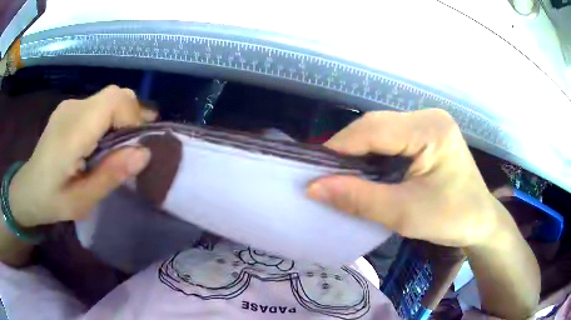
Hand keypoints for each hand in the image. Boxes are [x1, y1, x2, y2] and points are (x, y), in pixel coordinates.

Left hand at [9, 85, 156, 226]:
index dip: (133, 116)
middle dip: (132, 115)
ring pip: (109, 97)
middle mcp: (72, 108)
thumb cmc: (52, 201)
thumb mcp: (82, 201)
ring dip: (121, 117)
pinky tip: (102, 140)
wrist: (27, 190)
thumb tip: (144, 152)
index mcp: (72, 131)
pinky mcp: (68, 109)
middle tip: (134, 146)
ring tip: (120, 146)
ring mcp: (69, 105)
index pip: (114, 100)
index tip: (136, 145)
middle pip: (115, 94)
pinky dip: (109, 117)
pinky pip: (98, 104)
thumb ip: (110, 175)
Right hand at [307, 109, 503, 247]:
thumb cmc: (452, 219)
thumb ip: (359, 199)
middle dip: (348, 149)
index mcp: (431, 129)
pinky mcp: (427, 133)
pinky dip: (373, 153)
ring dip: (359, 151)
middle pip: (376, 125)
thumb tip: (314, 188)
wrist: (480, 221)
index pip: (374, 128)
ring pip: (380, 130)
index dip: (340, 147)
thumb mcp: (404, 214)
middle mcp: (429, 117)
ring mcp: (429, 123)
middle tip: (327, 176)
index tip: (314, 171)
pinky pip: (391, 137)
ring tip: (342, 175)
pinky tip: (366, 170)